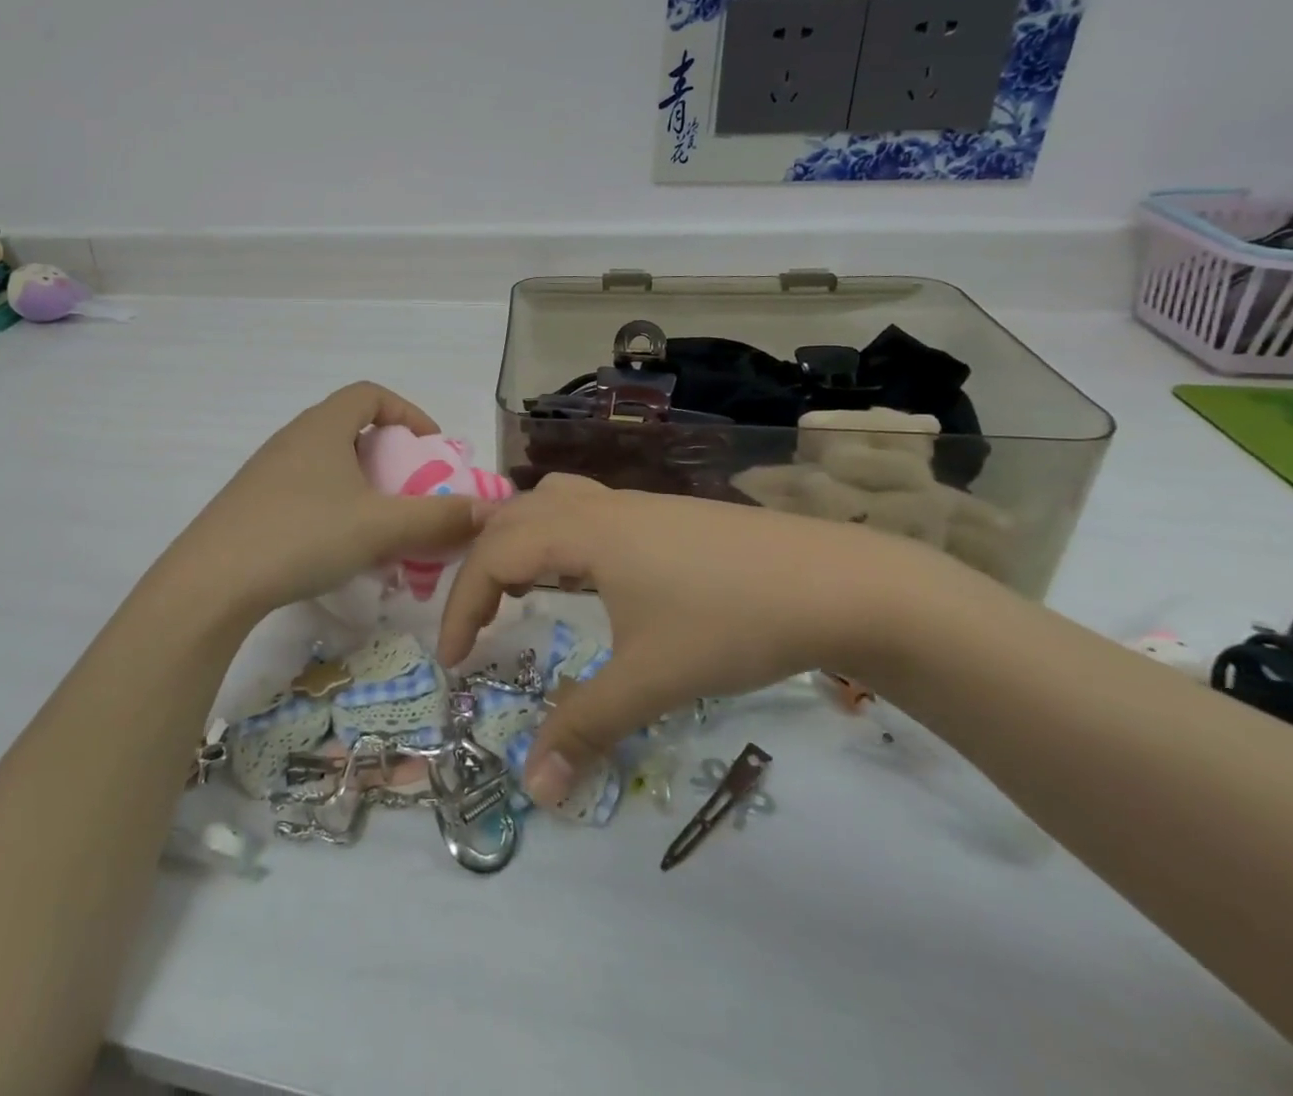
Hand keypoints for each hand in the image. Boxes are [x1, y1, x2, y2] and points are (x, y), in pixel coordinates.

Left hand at [159, 382, 492, 625]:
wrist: (212, 582)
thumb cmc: (302, 536)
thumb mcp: (379, 527)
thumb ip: (438, 519)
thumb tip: (489, 511)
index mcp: (322, 426)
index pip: (369, 394)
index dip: (407, 412)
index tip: (430, 447)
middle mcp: (293, 438)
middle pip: (349, 428)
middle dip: (389, 456)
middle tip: (410, 491)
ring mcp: (267, 471)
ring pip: (327, 463)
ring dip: (361, 486)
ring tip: (380, 525)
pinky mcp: (251, 504)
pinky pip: (305, 490)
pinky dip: (333, 506)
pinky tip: (338, 548)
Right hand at [437, 474, 955, 805]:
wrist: (839, 582)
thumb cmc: (731, 622)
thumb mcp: (652, 679)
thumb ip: (585, 727)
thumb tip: (533, 789)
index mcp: (579, 532)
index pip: (492, 557)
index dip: (461, 607)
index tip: (453, 662)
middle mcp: (595, 506)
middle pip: (509, 519)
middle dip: (479, 570)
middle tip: (475, 627)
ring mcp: (631, 504)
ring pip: (546, 503)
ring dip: (517, 541)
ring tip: (515, 587)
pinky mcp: (660, 515)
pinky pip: (582, 511)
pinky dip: (555, 538)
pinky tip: (583, 577)